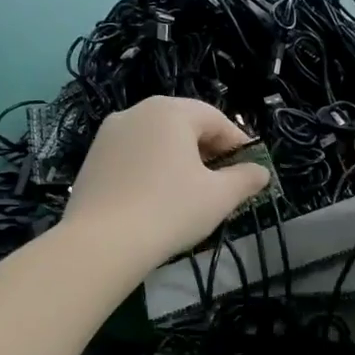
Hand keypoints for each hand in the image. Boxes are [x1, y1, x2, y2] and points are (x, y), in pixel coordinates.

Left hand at [66, 98, 267, 273]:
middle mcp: (137, 112)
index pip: (215, 119)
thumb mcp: (218, 197)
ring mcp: (109, 134)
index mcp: (170, 111)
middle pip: (183, 125)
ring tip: (188, 191)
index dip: (237, 143)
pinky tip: (155, 198)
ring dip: (177, 159)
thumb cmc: (169, 211)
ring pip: (155, 140)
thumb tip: (261, 172)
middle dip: (206, 150)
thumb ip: (244, 179)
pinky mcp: (92, 159)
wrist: (102, 242)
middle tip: (221, 181)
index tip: (249, 168)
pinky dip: (150, 169)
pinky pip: (132, 156)